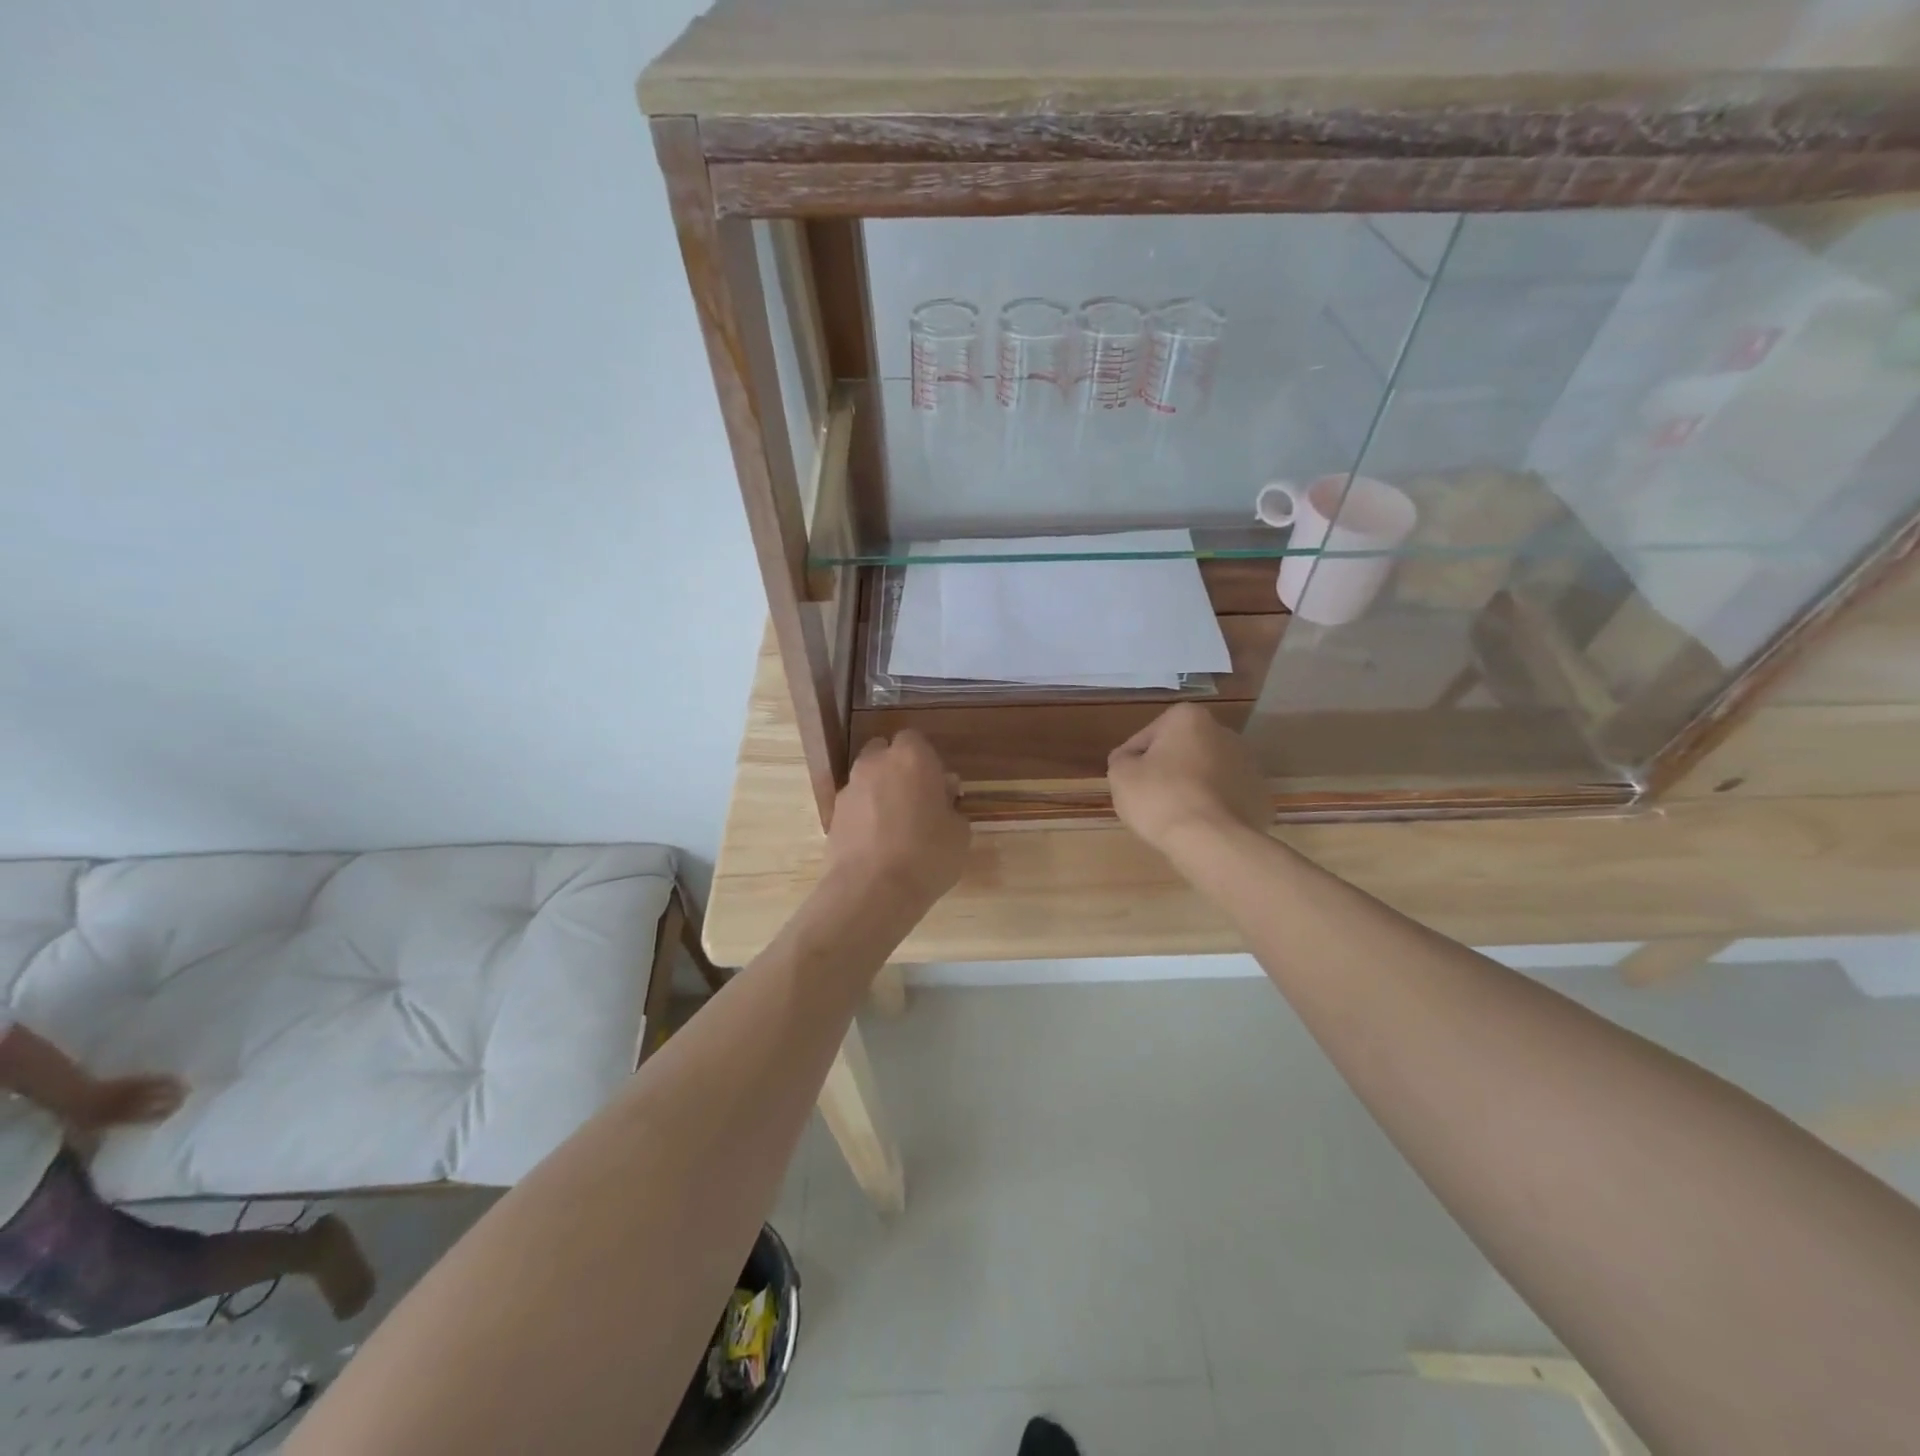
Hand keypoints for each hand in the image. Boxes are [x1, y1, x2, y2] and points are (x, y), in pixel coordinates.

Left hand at [69, 1073, 187, 1132]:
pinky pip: (156, 1079)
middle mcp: (133, 1103)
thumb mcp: (82, 1133)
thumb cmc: (78, 1116)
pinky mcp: (135, 1080)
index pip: (149, 1117)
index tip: (169, 1117)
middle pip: (160, 1101)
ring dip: (176, 1089)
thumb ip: (95, 1143)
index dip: (161, 1117)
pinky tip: (176, 1079)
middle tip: (185, 1103)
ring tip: (187, 1090)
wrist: (74, 1094)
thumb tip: (102, 1154)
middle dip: (174, 1102)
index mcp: (122, 1118)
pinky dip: (168, 1079)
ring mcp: (135, 1090)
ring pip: (162, 1088)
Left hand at [825, 732, 970, 907]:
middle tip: (916, 801)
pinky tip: (877, 844)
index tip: (938, 787)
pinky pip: (855, 806)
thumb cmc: (927, 855)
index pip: (916, 740)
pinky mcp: (833, 815)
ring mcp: (849, 788)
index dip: (927, 762)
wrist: (871, 891)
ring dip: (880, 793)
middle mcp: (876, 763)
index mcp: (912, 757)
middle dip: (898, 770)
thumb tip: (942, 800)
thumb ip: (951, 807)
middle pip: (885, 753)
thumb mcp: (960, 833)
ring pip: (867, 779)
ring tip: (896, 827)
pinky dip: (865, 817)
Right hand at [1107, 704, 1271, 854]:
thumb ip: (1121, 759)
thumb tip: (1129, 760)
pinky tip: (1199, 826)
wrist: (1211, 841)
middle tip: (1149, 799)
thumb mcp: (1120, 775)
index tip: (1128, 783)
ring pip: (1206, 775)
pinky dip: (1213, 808)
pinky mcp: (1260, 797)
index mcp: (1189, 718)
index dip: (1132, 761)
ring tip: (1174, 816)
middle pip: (1181, 752)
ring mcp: (1248, 765)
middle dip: (1167, 770)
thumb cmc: (1160, 798)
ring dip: (1191, 788)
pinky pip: (1226, 798)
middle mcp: (1224, 733)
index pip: (1147, 737)